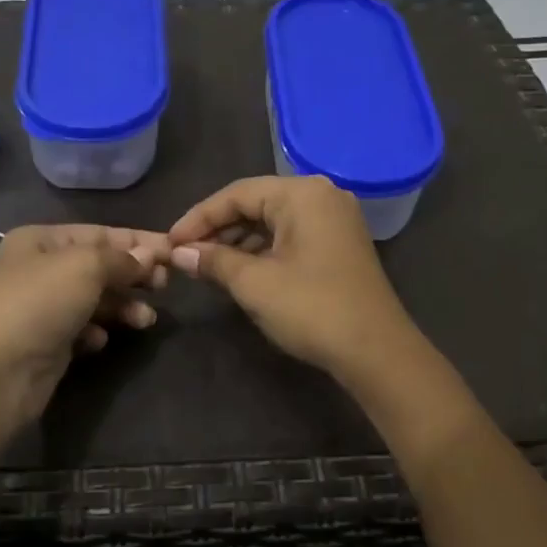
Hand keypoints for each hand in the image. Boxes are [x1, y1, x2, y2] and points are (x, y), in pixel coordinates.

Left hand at [0, 225, 168, 422]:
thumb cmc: (39, 304)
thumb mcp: (85, 267)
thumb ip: (121, 259)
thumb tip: (150, 256)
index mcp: (41, 240)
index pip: (100, 233)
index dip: (138, 241)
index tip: (175, 251)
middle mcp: (39, 269)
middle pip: (98, 266)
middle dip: (133, 275)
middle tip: (165, 286)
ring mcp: (41, 307)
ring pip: (94, 299)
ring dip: (122, 306)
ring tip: (146, 320)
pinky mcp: (45, 342)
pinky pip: (81, 328)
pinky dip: (97, 331)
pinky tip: (101, 340)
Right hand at [169, 176, 418, 382]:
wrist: (376, 352)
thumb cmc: (312, 308)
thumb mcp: (254, 283)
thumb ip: (214, 260)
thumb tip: (179, 252)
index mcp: (302, 194)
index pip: (236, 194)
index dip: (198, 218)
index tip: (170, 243)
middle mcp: (321, 196)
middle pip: (255, 203)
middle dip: (217, 230)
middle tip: (185, 255)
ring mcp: (334, 220)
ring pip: (272, 221)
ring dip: (237, 241)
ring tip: (206, 265)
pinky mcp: (338, 244)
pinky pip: (290, 236)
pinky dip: (262, 250)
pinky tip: (239, 271)